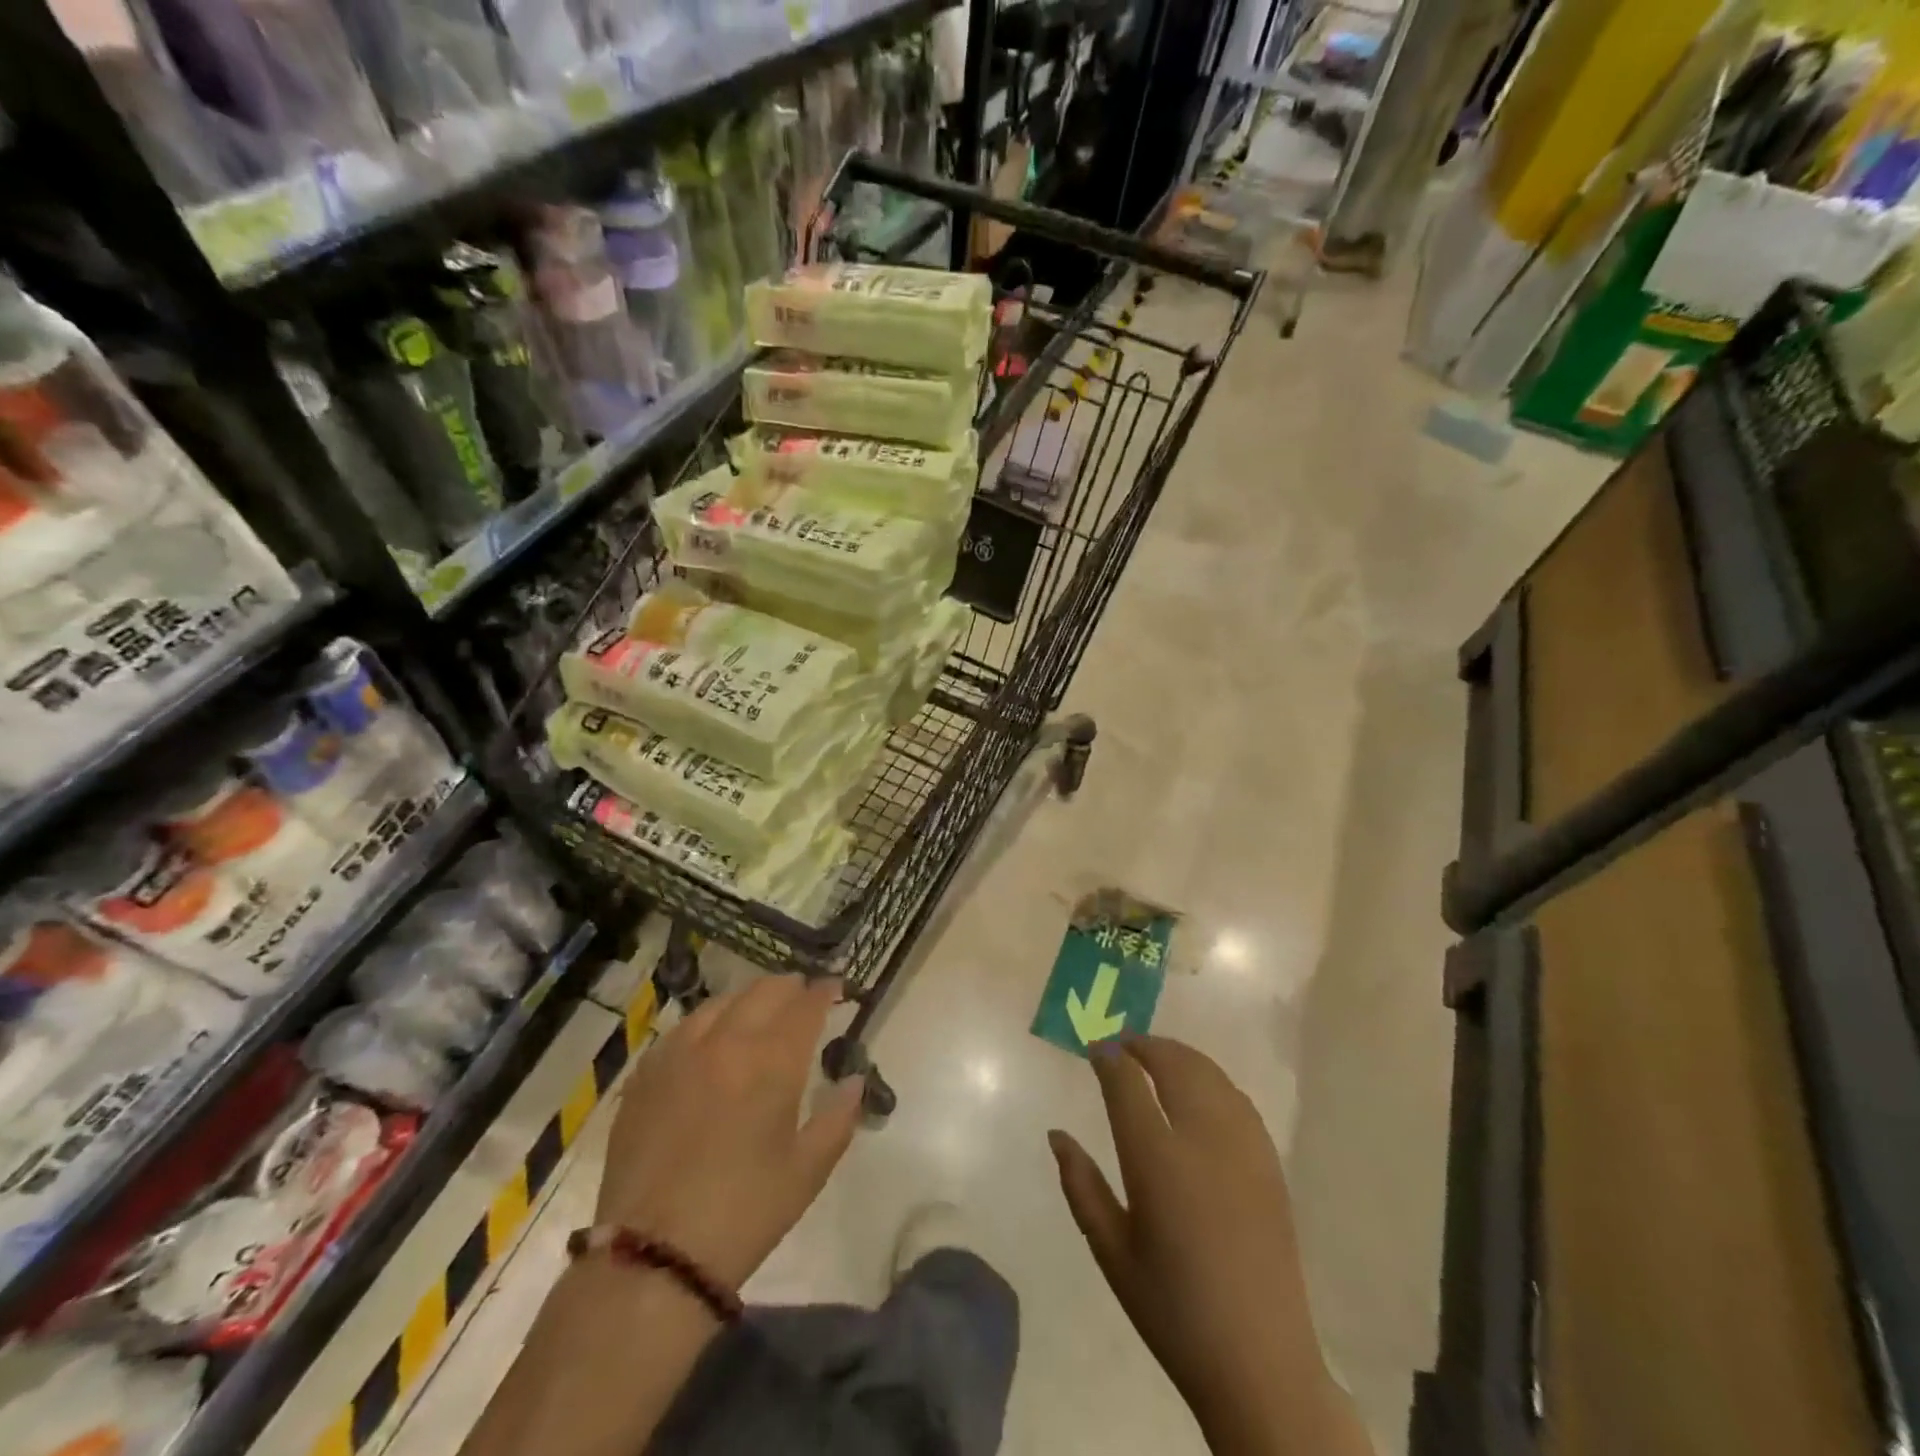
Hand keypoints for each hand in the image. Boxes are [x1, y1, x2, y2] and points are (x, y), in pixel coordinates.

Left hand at [598, 976, 864, 1292]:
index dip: (824, 991)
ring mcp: (680, 1053)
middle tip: (802, 998)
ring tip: (758, 1013)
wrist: (653, 1257)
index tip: (835, 988)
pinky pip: (683, 1029)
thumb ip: (838, 1117)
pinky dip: (708, 1023)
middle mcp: (726, 1041)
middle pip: (763, 991)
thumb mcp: (808, 1170)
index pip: (805, 1005)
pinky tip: (710, 1041)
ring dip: (748, 999)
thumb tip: (855, 1081)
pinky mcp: (646, 1074)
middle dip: (790, 988)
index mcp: (772, 1061)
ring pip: (721, 1002)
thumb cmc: (745, 1213)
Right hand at [1050, 1037, 1368, 1455]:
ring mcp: (1242, 1147)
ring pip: (1209, 1073)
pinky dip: (1210, 1078)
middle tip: (1122, 1044)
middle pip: (1173, 1064)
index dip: (1108, 1057)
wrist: (1260, 1362)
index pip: (1127, 1083)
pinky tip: (1199, 1089)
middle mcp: (1202, 1139)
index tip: (1094, 1048)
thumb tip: (1057, 1135)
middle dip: (1144, 1045)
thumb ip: (1081, 1185)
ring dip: (1178, 1055)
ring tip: (1155, 1056)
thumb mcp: (1111, 1251)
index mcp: (1157, 1160)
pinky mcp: (1268, 1162)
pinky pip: (1236, 1098)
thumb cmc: (1172, 1309)